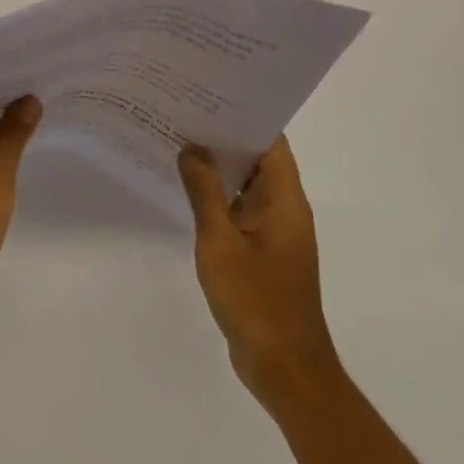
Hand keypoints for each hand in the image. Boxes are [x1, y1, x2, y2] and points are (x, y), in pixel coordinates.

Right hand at [178, 137, 340, 406]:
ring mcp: (275, 231)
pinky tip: (187, 190)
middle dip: (223, 136)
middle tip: (183, 113)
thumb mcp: (220, 243)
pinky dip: (218, 196)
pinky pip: (241, 210)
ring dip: (219, 167)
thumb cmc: (256, 301)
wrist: (284, 367)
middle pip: (257, 158)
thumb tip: (191, 149)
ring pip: (247, 185)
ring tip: (179, 141)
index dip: (243, 115)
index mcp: (285, 198)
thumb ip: (205, 193)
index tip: (209, 96)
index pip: (270, 140)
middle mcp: (285, 207)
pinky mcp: (263, 251)